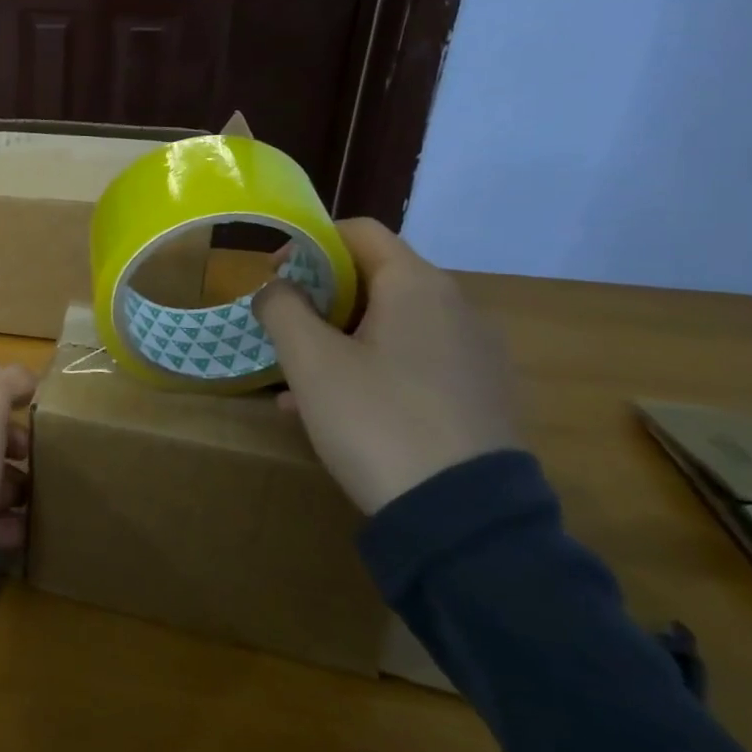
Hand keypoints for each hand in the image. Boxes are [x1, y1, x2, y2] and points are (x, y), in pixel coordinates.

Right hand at [251, 219, 519, 513]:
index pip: (359, 232)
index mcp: (418, 286)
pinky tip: (333, 412)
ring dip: (337, 341)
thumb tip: (276, 288)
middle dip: (319, 300)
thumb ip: (282, 308)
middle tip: (282, 331)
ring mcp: (472, 355)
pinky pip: (411, 364)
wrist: (462, 518)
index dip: (308, 244)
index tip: (273, 275)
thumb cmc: (377, 419)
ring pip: (388, 327)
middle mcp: (455, 309)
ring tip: (296, 384)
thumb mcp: (311, 361)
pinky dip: (368, 370)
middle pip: (373, 279)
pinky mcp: (477, 396)